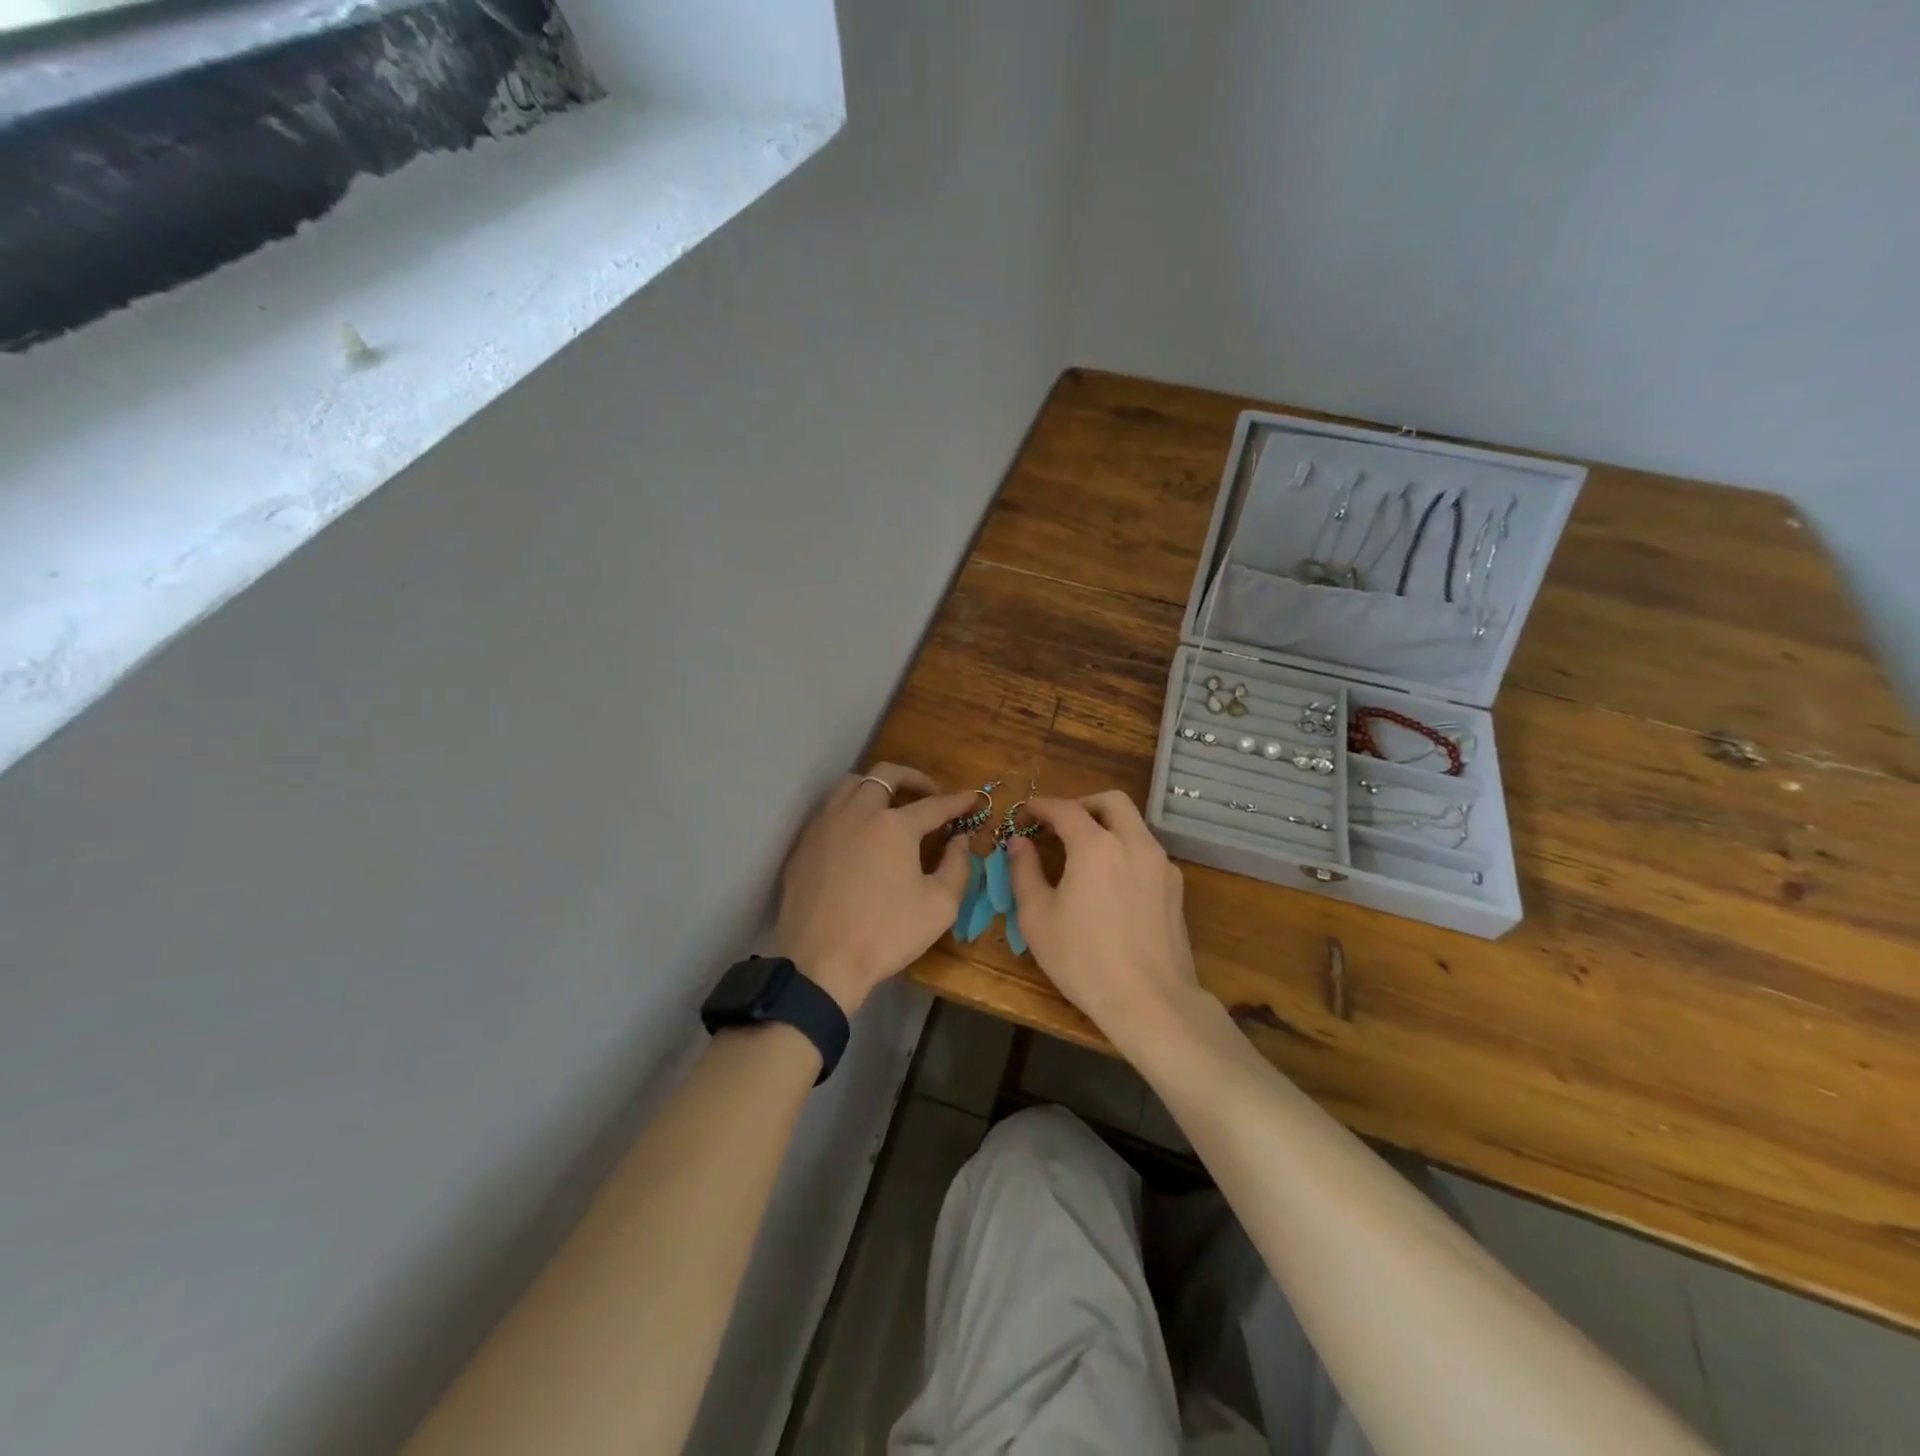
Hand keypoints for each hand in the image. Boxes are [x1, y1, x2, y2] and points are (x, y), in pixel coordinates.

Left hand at [775, 763, 979, 1015]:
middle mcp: (857, 813)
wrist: (820, 964)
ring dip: (876, 786)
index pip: (934, 805)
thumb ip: (957, 866)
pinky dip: (850, 808)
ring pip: (851, 784)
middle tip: (929, 795)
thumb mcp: (939, 906)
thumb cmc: (886, 934)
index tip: (973, 798)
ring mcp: (825, 826)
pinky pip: (829, 809)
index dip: (957, 801)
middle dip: (914, 778)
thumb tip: (959, 840)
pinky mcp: (804, 844)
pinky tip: (858, 831)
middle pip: (886, 775)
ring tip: (890, 805)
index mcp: (893, 825)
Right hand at [1006, 791, 1202, 1051]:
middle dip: (1083, 804)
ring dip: (1107, 826)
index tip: (1025, 812)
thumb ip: (1024, 871)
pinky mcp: (1175, 888)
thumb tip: (1017, 843)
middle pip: (1111, 801)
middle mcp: (1134, 843)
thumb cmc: (1083, 960)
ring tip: (1084, 853)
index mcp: (1096, 846)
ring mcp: (1161, 865)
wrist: (1150, 1001)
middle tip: (1060, 823)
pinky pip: (1147, 852)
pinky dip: (1125, 850)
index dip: (1042, 806)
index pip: (1065, 809)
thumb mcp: (1037, 918)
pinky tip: (1111, 882)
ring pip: (1134, 825)